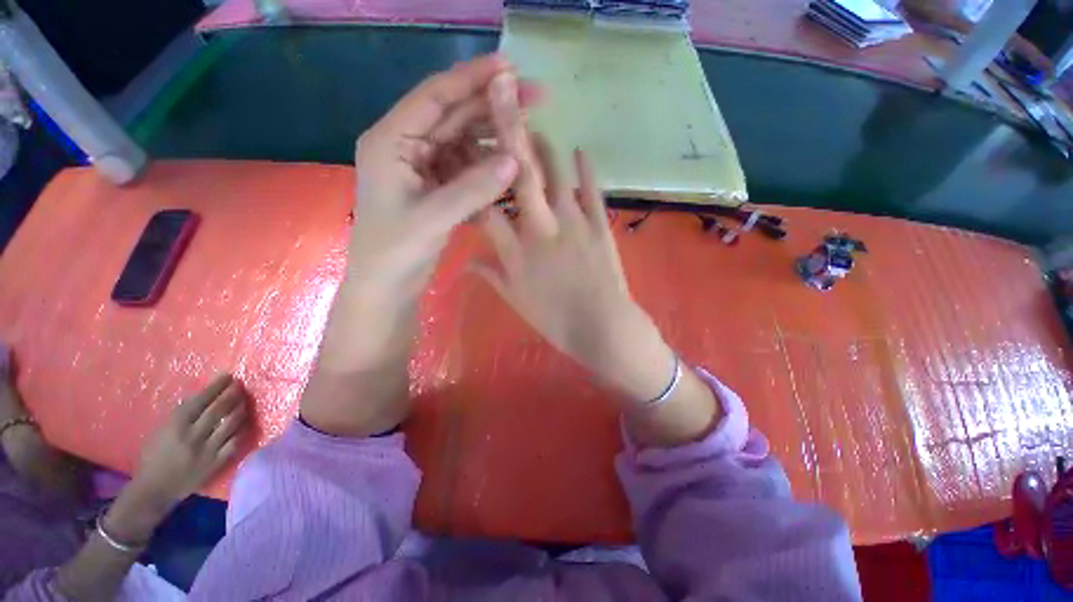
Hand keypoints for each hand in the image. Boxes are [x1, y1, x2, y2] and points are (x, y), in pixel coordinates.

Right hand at [130, 374, 248, 509]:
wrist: (153, 490)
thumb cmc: (152, 457)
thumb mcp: (160, 431)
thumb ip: (179, 414)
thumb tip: (202, 396)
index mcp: (175, 426)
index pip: (200, 401)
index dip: (216, 387)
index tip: (228, 376)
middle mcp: (193, 436)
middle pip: (219, 410)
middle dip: (232, 394)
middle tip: (239, 385)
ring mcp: (207, 450)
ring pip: (231, 423)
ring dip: (239, 409)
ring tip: (243, 401)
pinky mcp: (217, 463)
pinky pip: (235, 442)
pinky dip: (241, 429)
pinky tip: (244, 422)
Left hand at [348, 54, 538, 304]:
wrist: (387, 286)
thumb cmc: (396, 251)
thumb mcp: (434, 217)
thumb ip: (474, 188)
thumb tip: (514, 160)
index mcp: (391, 141)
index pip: (435, 97)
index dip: (472, 79)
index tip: (510, 68)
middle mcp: (406, 145)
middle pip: (452, 115)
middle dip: (490, 105)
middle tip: (532, 97)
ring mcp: (422, 167)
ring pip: (462, 140)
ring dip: (492, 137)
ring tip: (525, 131)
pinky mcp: (435, 186)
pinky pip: (465, 166)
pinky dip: (486, 165)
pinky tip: (508, 163)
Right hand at [473, 137, 675, 402]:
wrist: (602, 327)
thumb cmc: (556, 320)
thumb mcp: (517, 302)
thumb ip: (492, 277)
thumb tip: (466, 262)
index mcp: (517, 252)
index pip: (485, 207)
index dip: (471, 178)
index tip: (460, 154)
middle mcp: (541, 229)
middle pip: (519, 176)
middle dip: (507, 135)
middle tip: (499, 102)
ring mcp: (574, 223)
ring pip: (556, 174)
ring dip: (544, 148)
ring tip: (535, 129)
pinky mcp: (599, 225)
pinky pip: (592, 190)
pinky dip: (586, 169)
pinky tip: (580, 150)